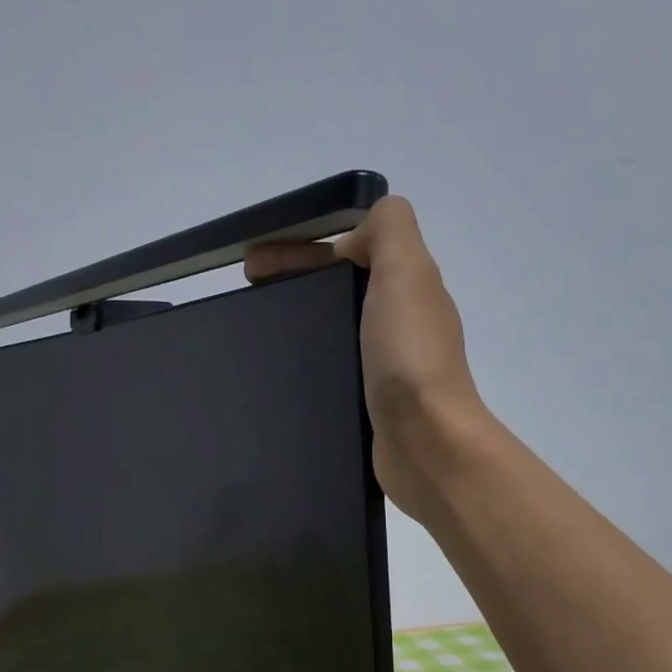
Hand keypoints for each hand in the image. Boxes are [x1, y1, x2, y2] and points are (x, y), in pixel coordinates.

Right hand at [245, 196, 485, 515]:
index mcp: (405, 285)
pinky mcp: (371, 403)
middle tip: (245, 297)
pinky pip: (334, 369)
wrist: (426, 442)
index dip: (299, 249)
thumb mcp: (406, 271)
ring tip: (255, 335)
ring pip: (334, 329)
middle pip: (337, 289)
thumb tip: (358, 234)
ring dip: (298, 323)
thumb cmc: (409, 356)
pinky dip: (307, 363)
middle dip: (291, 283)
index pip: (345, 251)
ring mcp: (385, 365)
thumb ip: (389, 230)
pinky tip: (280, 375)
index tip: (251, 264)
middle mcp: (398, 321)